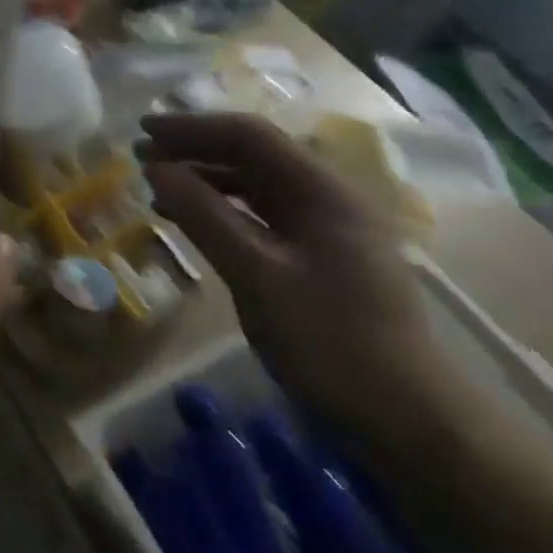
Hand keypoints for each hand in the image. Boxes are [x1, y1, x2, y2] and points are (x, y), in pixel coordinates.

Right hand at [138, 113, 473, 456]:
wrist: (411, 424)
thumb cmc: (331, 343)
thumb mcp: (256, 275)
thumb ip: (204, 215)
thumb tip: (156, 168)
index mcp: (322, 191)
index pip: (248, 136)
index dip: (191, 128)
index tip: (142, 131)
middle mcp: (327, 199)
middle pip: (252, 156)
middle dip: (194, 151)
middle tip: (141, 158)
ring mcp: (327, 230)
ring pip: (255, 187)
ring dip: (205, 181)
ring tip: (158, 190)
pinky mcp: (321, 260)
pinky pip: (262, 218)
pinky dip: (222, 213)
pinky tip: (194, 225)